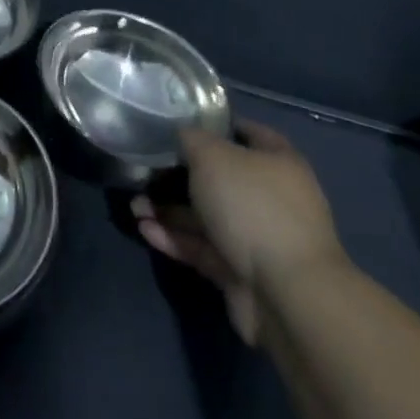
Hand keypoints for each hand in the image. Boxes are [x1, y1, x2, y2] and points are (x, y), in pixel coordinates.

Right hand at [133, 121, 350, 348]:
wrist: (285, 293)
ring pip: (206, 216)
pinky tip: (144, 229)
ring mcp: (256, 237)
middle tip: (145, 171)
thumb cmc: (252, 206)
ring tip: (134, 206)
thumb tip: (182, 135)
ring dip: (169, 210)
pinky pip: (202, 247)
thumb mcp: (213, 156)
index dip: (216, 125)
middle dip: (179, 175)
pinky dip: (174, 238)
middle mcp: (270, 197)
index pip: (247, 133)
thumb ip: (191, 139)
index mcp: (277, 162)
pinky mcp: (240, 272)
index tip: (180, 124)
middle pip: (219, 178)